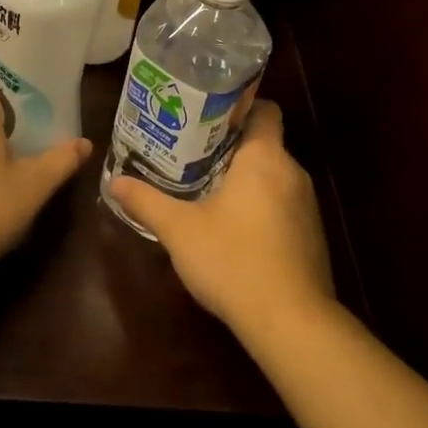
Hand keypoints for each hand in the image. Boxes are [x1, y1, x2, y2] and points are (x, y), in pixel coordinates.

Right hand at [108, 103, 334, 338]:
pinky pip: (284, 205)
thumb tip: (115, 182)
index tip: (207, 115)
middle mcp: (292, 172)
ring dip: (246, 179)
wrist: (290, 322)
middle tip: (192, 152)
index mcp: (264, 157)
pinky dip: (261, 207)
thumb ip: (147, 202)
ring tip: (207, 187)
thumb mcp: (180, 230)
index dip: (239, 106)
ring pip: (273, 176)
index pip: (264, 109)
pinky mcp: (311, 235)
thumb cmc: (233, 260)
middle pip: (264, 143)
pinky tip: (234, 228)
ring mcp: (307, 205)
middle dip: (231, 146)